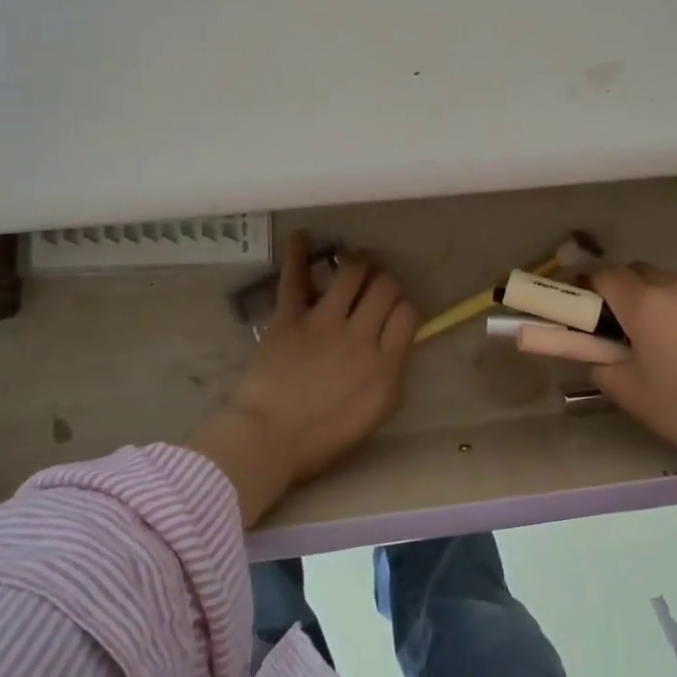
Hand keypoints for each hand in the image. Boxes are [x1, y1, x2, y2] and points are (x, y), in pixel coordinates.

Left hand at [188, 232, 418, 525]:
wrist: (268, 439)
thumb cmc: (324, 437)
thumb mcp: (376, 413)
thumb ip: (392, 373)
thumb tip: (397, 342)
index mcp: (385, 364)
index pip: (408, 313)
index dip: (405, 307)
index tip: (395, 313)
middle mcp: (359, 335)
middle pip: (386, 286)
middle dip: (386, 281)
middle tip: (377, 285)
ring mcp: (323, 322)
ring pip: (352, 271)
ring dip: (358, 261)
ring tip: (356, 261)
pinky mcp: (289, 317)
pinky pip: (295, 277)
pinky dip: (298, 253)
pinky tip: (302, 236)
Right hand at [589, 265, 676, 487]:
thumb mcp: (632, 395)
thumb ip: (601, 365)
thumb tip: (597, 352)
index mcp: (644, 305)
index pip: (604, 275)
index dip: (590, 287)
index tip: (587, 308)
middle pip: (639, 272)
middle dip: (626, 291)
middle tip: (628, 327)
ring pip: (675, 284)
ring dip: (664, 301)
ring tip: (674, 340)